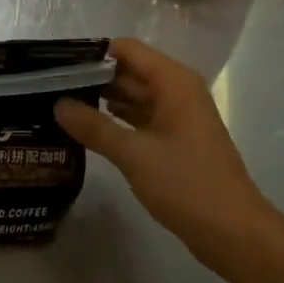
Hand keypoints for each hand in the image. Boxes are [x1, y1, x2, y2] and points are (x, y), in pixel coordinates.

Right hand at [56, 38, 275, 272]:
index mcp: (173, 81)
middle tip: (50, 89)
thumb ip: (94, 126)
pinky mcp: (176, 140)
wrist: (234, 232)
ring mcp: (178, 116)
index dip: (92, 55)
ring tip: (61, 107)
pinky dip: (117, 122)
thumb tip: (58, 104)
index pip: (126, 49)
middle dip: (93, 79)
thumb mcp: (134, 154)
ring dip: (102, 101)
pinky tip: (88, 131)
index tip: (56, 67)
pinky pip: (142, 119)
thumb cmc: (187, 184)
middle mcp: (177, 91)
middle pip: (129, 71)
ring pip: (134, 97)